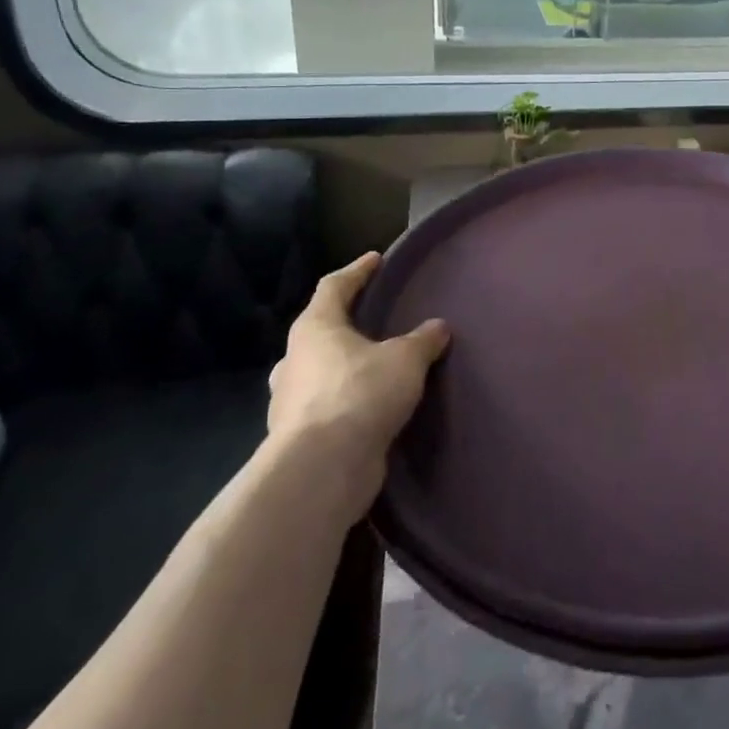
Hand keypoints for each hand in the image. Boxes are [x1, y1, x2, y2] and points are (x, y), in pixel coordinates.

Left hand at [267, 253, 449, 470]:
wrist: (322, 469)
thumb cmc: (361, 393)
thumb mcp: (405, 359)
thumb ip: (423, 340)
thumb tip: (438, 327)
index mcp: (315, 328)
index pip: (334, 286)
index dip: (357, 271)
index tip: (376, 260)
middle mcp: (295, 359)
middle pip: (320, 330)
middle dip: (346, 323)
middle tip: (376, 320)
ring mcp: (291, 400)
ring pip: (319, 371)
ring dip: (345, 366)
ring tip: (377, 366)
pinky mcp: (299, 436)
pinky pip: (327, 406)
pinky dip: (348, 401)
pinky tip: (372, 407)